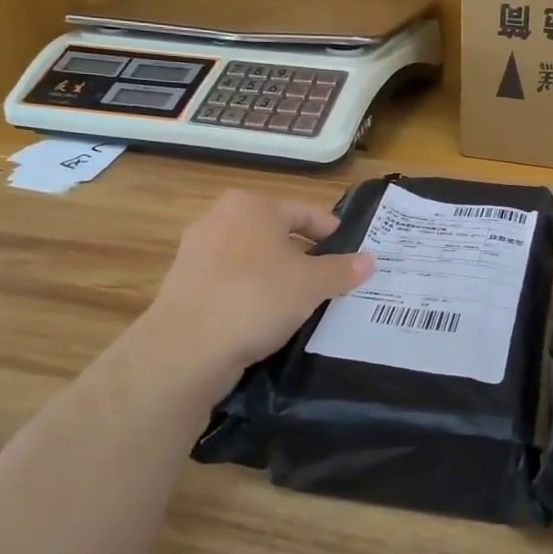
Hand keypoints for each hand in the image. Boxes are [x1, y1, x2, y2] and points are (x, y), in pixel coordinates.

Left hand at [138, 190, 372, 389]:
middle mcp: (219, 219)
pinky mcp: (184, 287)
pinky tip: (267, 319)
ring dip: (277, 277)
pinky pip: (231, 284)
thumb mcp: (311, 284)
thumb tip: (368, 261)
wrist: (186, 347)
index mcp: (251, 206)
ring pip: (252, 260)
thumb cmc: (257, 298)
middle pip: (274, 234)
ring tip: (303, 302)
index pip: (303, 212)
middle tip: (331, 278)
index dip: (330, 231)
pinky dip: (251, 295)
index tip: (350, 250)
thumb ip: (342, 270)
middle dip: (303, 255)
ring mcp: (196, 253)